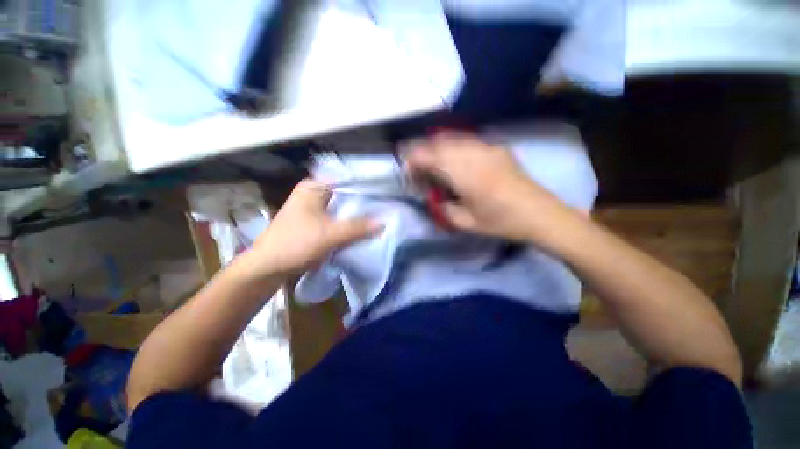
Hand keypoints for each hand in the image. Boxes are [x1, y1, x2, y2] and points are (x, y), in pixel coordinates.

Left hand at [242, 180, 381, 278]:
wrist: (268, 268)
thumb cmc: (295, 244)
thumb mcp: (330, 234)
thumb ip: (358, 227)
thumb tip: (383, 222)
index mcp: (314, 187)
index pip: (347, 181)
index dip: (366, 189)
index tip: (384, 196)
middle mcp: (314, 194)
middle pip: (345, 195)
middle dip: (363, 203)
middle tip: (385, 208)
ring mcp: (314, 209)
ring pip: (342, 208)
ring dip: (356, 215)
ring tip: (378, 217)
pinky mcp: (314, 223)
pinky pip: (337, 219)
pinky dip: (348, 223)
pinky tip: (362, 228)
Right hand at [404, 132, 571, 241]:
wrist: (540, 214)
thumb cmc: (501, 221)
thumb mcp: (465, 222)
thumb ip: (443, 208)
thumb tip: (432, 197)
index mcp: (464, 173)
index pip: (429, 156)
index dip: (413, 160)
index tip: (406, 170)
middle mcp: (473, 153)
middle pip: (438, 143)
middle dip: (422, 152)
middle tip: (416, 166)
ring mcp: (486, 147)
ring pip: (452, 138)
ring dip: (436, 147)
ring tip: (431, 162)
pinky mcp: (496, 148)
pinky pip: (467, 141)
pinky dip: (453, 147)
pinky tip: (453, 159)